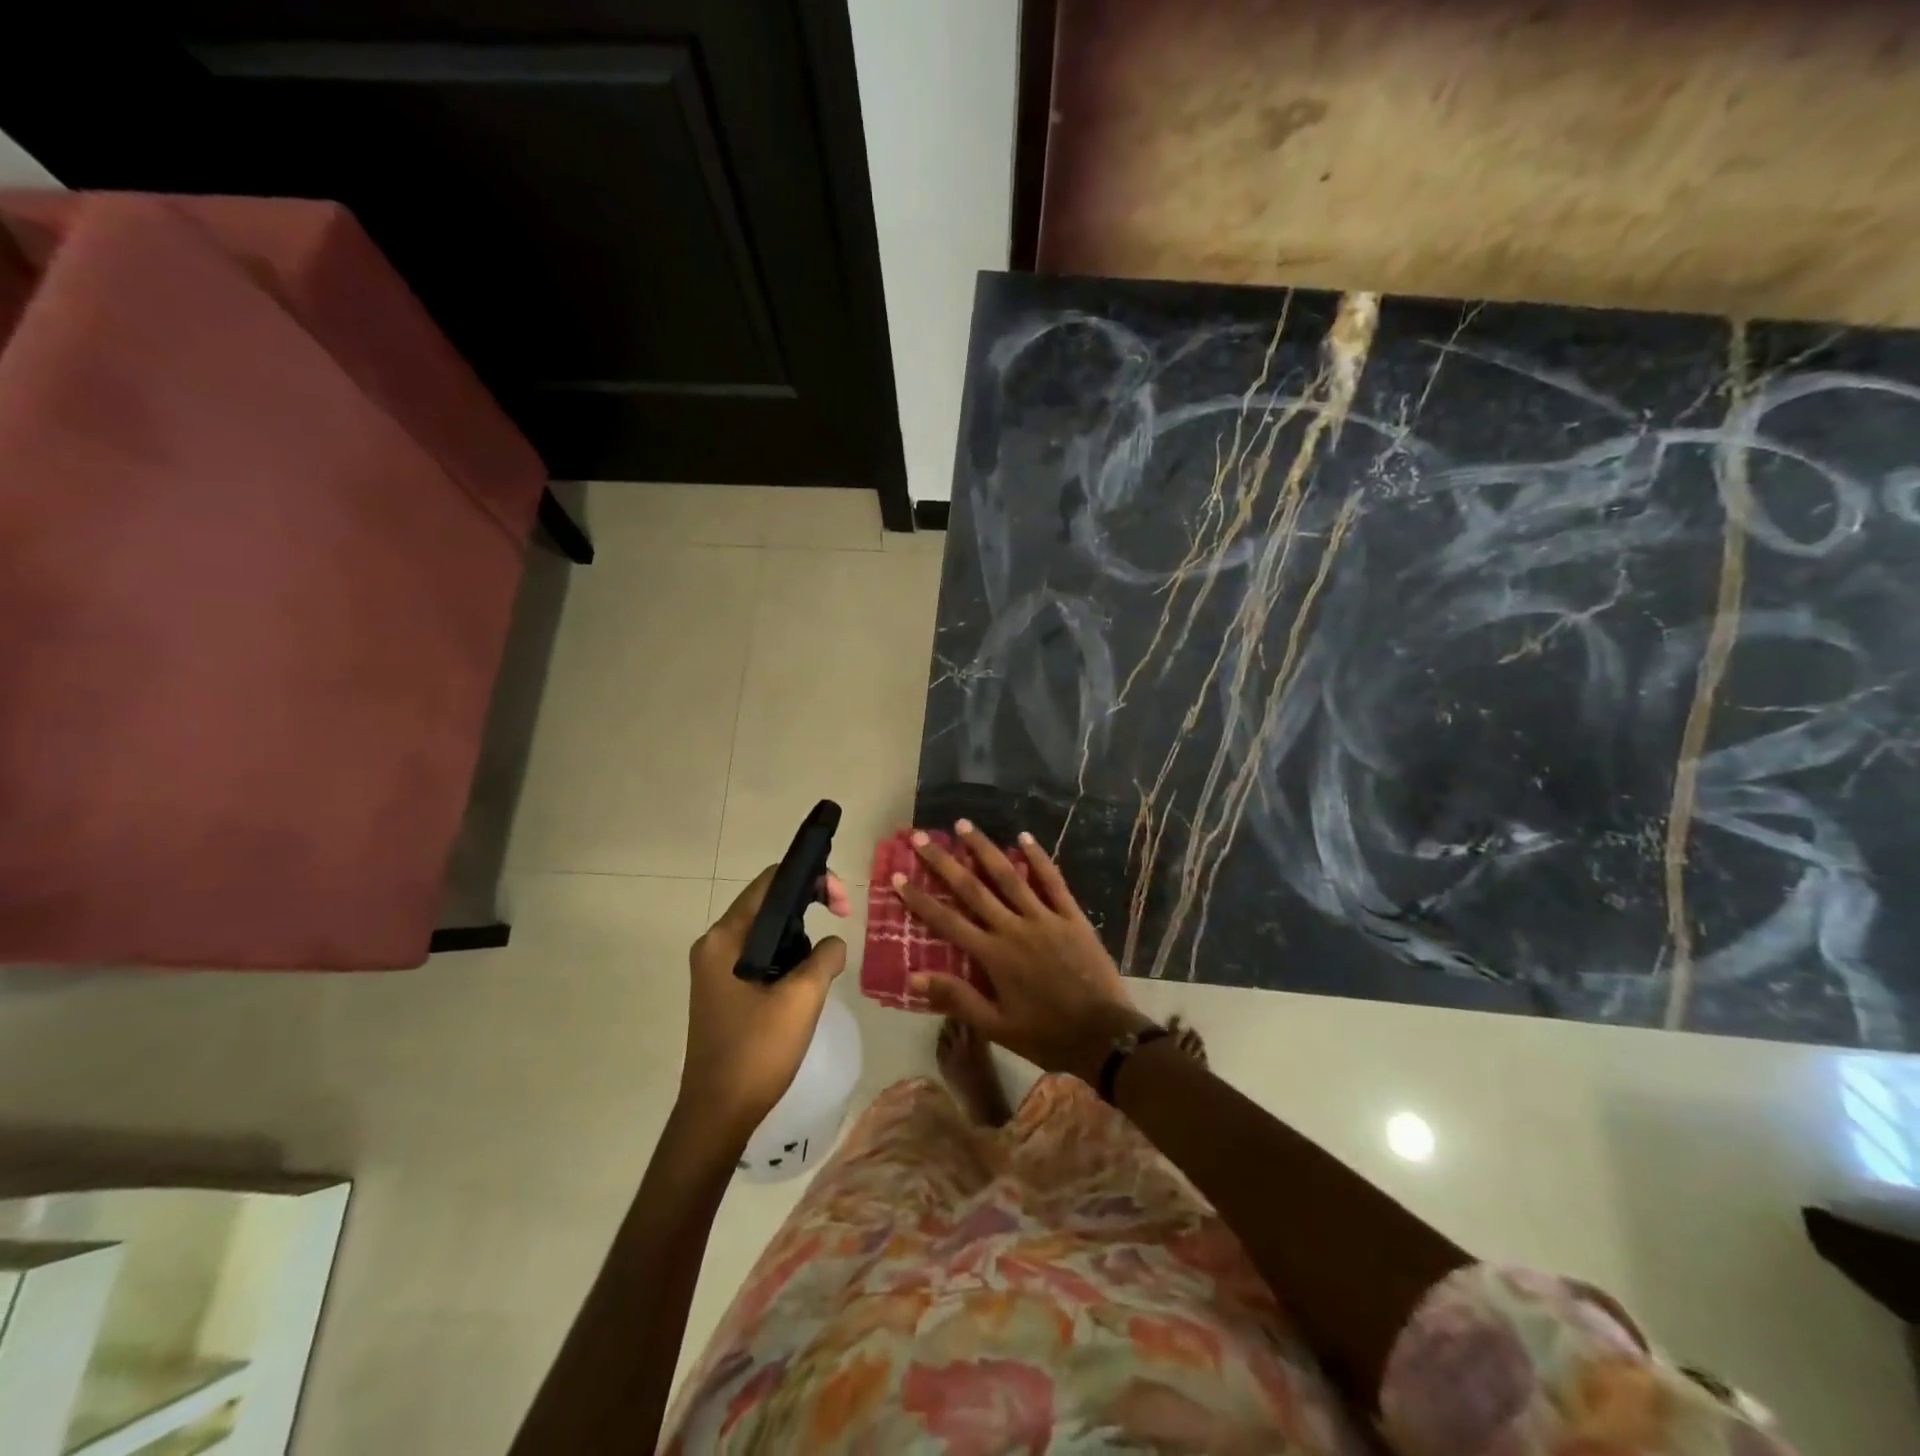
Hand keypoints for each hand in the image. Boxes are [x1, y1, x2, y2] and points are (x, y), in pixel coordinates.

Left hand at [679, 866, 850, 1141]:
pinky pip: (760, 954)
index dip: (810, 879)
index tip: (842, 903)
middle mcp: (715, 944)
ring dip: (799, 933)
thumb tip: (833, 943)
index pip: (770, 882)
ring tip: (826, 954)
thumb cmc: (756, 1052)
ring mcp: (716, 968)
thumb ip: (825, 956)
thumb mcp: (802, 999)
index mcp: (725, 938)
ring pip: (766, 930)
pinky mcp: (723, 989)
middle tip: (843, 919)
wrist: (717, 1115)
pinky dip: (786, 955)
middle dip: (808, 904)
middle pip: (767, 902)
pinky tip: (806, 976)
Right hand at [891, 821, 1153, 1079]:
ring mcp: (1045, 918)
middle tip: (921, 837)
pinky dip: (1038, 858)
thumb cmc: (1046, 1035)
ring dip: (985, 849)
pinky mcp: (1072, 917)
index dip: (920, 900)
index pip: (947, 921)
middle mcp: (1014, 928)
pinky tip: (1023, 837)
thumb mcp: (996, 1027)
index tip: (898, 877)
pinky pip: (1052, 881)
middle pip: (973, 889)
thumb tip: (914, 977)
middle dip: (944, 862)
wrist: (1104, 1036)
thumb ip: (957, 998)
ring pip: (1009, 876)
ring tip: (964, 825)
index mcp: (993, 955)